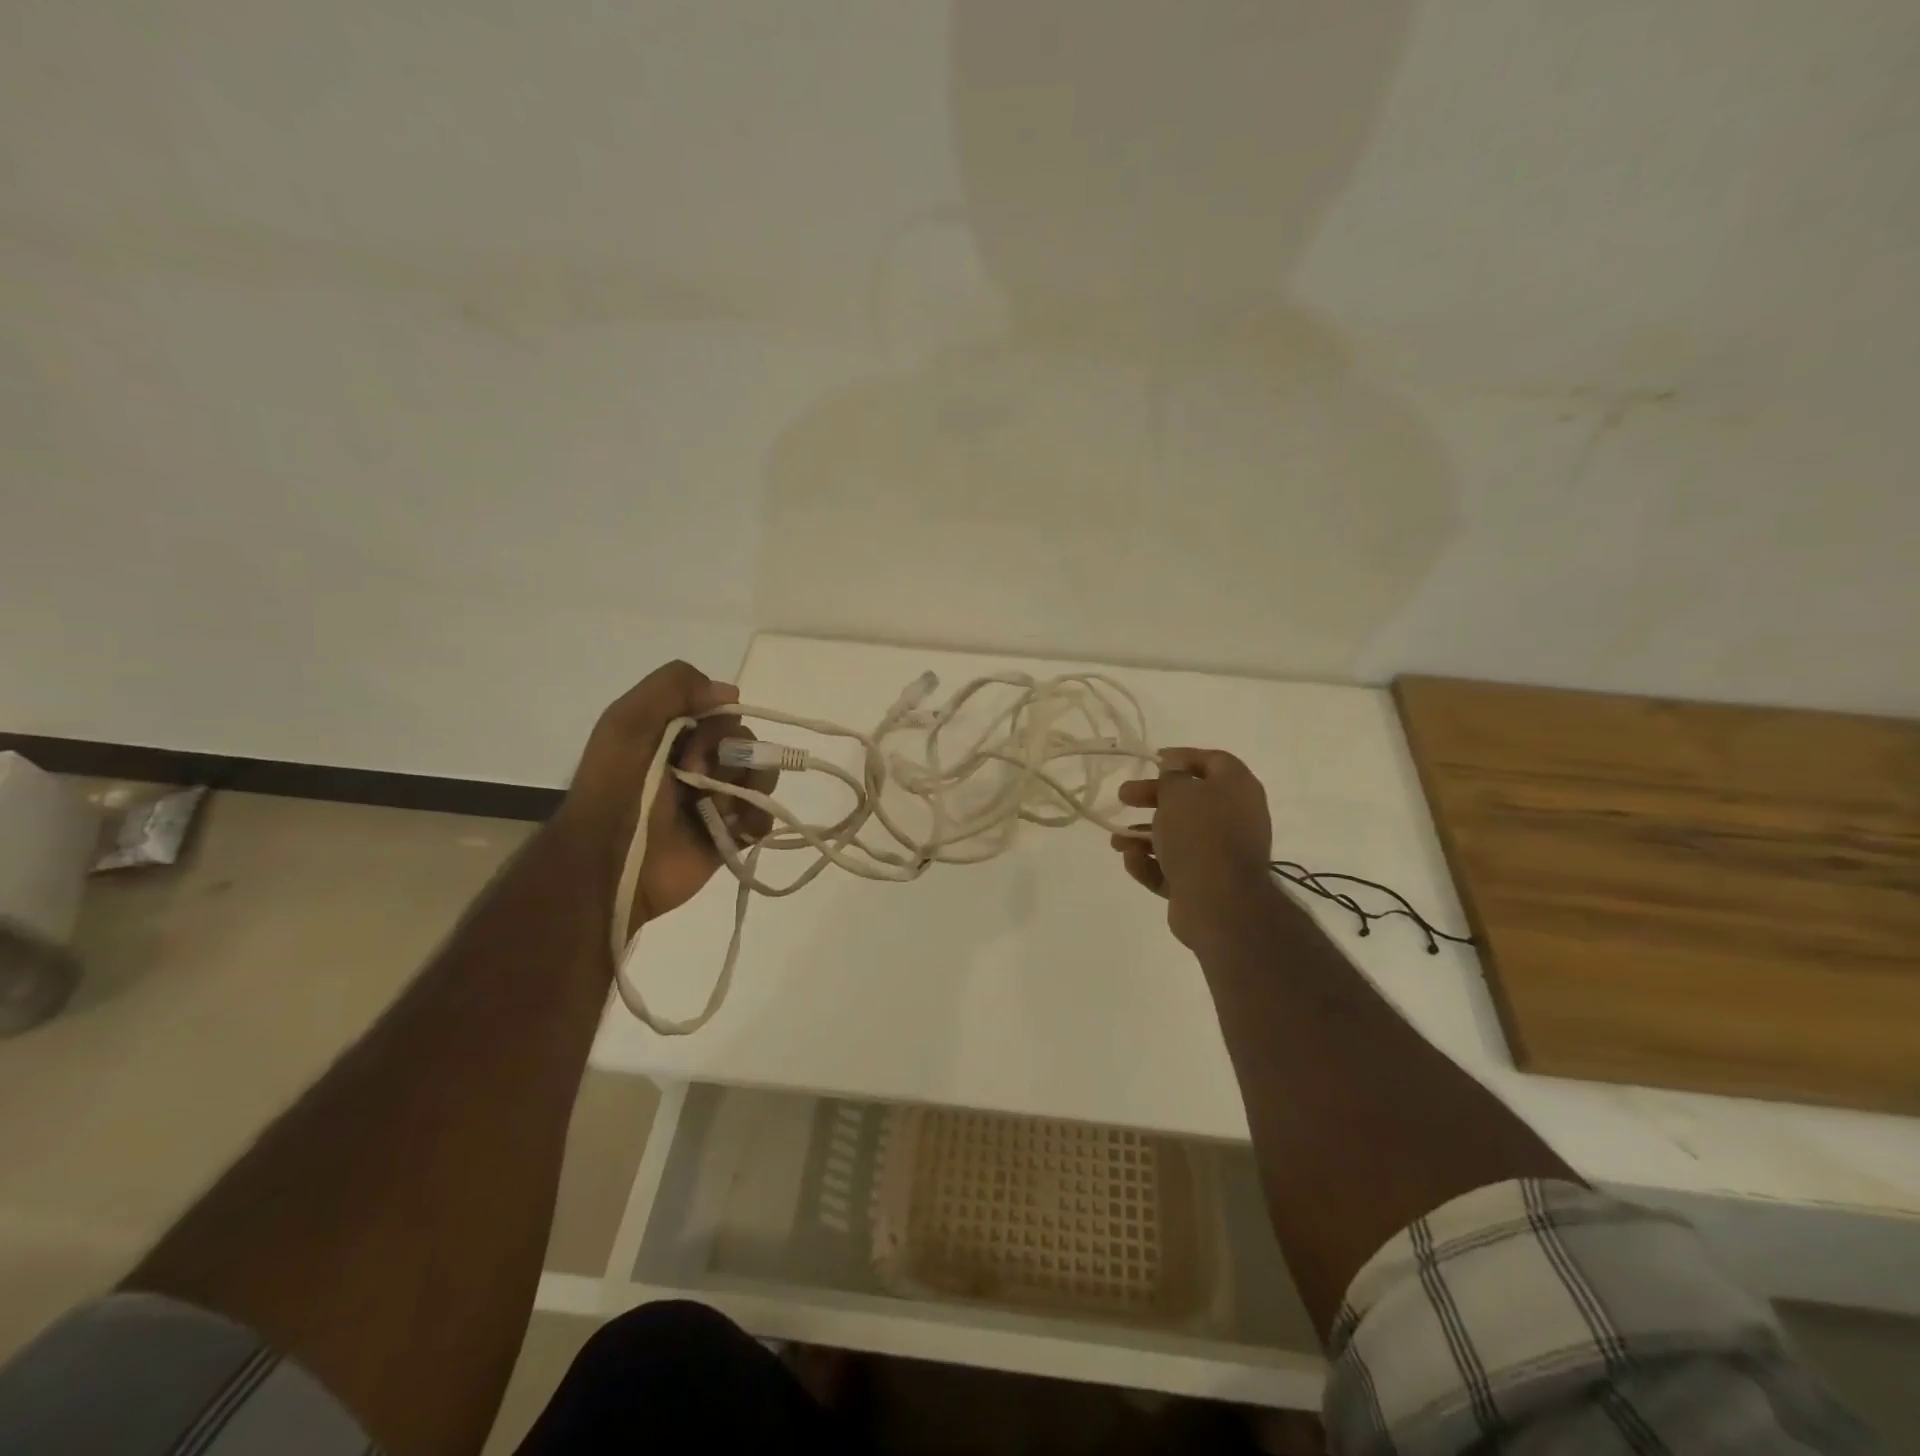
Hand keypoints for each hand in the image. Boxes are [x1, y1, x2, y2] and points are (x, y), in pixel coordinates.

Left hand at [560, 661, 774, 928]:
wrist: (608, 863)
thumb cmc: (615, 789)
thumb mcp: (628, 721)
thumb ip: (673, 687)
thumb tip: (731, 692)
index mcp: (674, 735)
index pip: (723, 713)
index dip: (718, 725)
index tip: (693, 745)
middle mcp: (699, 763)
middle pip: (747, 742)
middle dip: (730, 758)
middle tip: (695, 781)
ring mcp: (716, 800)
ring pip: (761, 776)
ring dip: (744, 788)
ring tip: (717, 811)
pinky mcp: (730, 835)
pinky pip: (764, 815)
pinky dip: (755, 818)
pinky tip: (733, 828)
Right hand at [1109, 747, 1274, 947]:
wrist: (1220, 902)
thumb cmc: (1200, 834)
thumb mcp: (1179, 792)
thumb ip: (1172, 777)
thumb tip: (1174, 772)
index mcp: (1238, 788)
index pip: (1213, 761)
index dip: (1182, 757)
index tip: (1153, 760)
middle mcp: (1235, 818)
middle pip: (1189, 800)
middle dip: (1152, 797)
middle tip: (1124, 796)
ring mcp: (1221, 854)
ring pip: (1178, 837)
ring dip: (1144, 835)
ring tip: (1116, 840)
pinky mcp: (1206, 883)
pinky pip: (1174, 867)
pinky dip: (1151, 863)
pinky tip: (1130, 860)